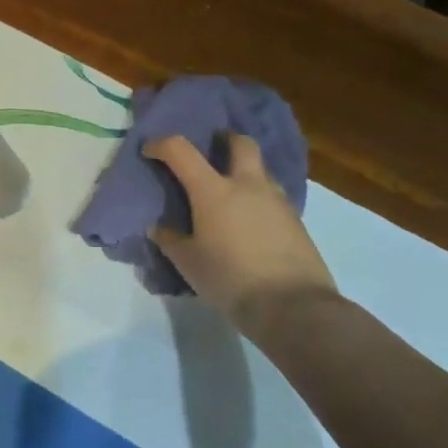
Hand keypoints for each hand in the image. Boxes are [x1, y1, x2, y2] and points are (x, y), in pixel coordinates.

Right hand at [144, 133, 337, 326]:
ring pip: (262, 170)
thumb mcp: (188, 263)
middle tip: (213, 148)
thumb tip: (159, 227)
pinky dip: (260, 199)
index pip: (180, 150)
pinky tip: (252, 221)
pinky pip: (274, 198)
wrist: (293, 308)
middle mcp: (247, 185)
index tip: (150, 151)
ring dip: (246, 171)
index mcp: (213, 190)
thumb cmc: (231, 279)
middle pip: (241, 144)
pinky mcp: (297, 222)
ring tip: (233, 192)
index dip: (161, 145)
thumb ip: (170, 240)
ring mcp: (277, 201)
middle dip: (225, 139)